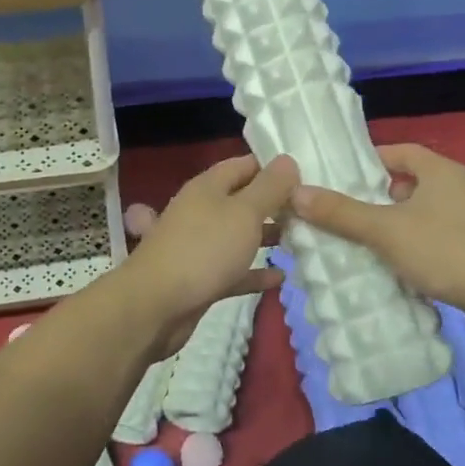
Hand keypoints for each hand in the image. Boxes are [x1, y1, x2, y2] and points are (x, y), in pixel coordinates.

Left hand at [119, 153, 297, 357]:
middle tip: (308, 213)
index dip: (272, 168)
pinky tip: (279, 277)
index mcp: (207, 187)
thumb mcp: (244, 212)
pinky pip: (233, 270)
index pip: (243, 165)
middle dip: (272, 205)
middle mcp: (201, 211)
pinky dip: (254, 272)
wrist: (157, 305)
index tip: (304, 178)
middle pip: (241, 201)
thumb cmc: (204, 249)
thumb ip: (269, 187)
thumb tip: (287, 160)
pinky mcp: (200, 278)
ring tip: (299, 240)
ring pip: (237, 235)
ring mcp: (198, 246)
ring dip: (264, 237)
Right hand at [288, 143, 464, 325]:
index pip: (399, 152)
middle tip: (340, 213)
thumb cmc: (447, 250)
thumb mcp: (386, 229)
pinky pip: (432, 242)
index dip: (369, 160)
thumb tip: (296, 193)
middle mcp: (458, 189)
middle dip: (374, 199)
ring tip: (357, 243)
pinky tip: (390, 269)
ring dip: (391, 228)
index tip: (339, 176)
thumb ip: (341, 212)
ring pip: (419, 217)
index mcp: (441, 171)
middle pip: (407, 185)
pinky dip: (410, 250)